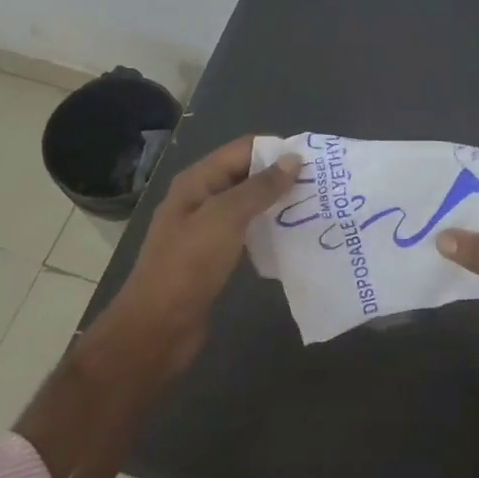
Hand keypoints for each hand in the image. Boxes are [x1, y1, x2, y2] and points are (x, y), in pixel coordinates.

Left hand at [100, 136, 300, 374]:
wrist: (157, 328)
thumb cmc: (188, 265)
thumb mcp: (226, 218)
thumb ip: (260, 187)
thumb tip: (293, 159)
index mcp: (198, 181)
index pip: (243, 149)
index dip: (276, 150)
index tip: (314, 162)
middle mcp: (201, 198)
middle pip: (247, 175)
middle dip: (281, 177)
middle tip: (321, 187)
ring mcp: (207, 229)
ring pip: (249, 205)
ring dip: (278, 205)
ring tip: (314, 209)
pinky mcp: (214, 256)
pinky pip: (247, 233)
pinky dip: (269, 231)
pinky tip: (293, 238)